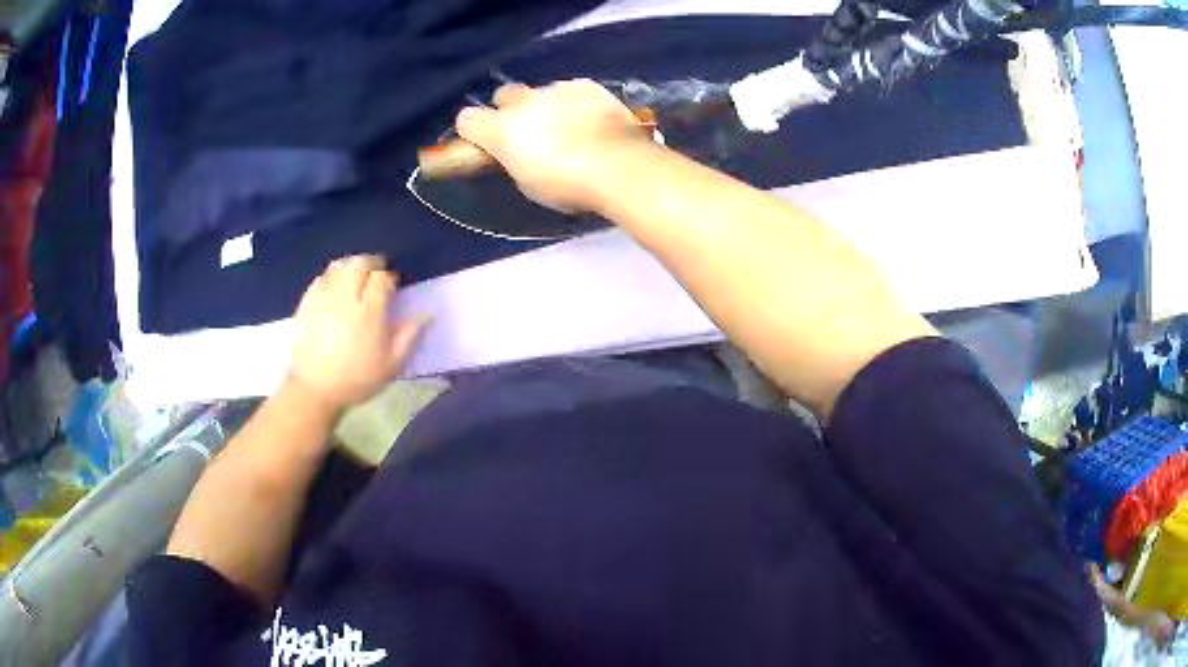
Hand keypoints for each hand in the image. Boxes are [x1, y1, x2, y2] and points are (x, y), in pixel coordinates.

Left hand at [286, 255, 423, 412]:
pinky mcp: (307, 302)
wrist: (315, 389)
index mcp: (370, 311)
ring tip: (356, 277)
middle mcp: (347, 296)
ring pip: (339, 266)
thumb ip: (410, 336)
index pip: (382, 278)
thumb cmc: (357, 379)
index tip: (393, 286)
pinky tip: (335, 288)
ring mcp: (324, 297)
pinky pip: (321, 278)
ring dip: (351, 266)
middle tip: (376, 275)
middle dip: (371, 264)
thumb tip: (427, 314)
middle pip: (360, 263)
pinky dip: (331, 277)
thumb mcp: (392, 365)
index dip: (390, 278)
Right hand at [455, 79, 646, 211]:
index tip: (484, 142)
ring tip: (570, 128)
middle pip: (504, 94)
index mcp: (501, 129)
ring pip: (541, 92)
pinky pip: (573, 91)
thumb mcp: (528, 182)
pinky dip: (577, 103)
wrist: (619, 167)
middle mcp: (524, 101)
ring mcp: (557, 89)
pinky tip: (592, 120)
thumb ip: (515, 159)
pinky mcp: (588, 86)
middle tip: (528, 131)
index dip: (474, 131)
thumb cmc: (568, 186)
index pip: (467, 119)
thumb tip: (517, 151)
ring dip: (547, 106)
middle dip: (510, 109)